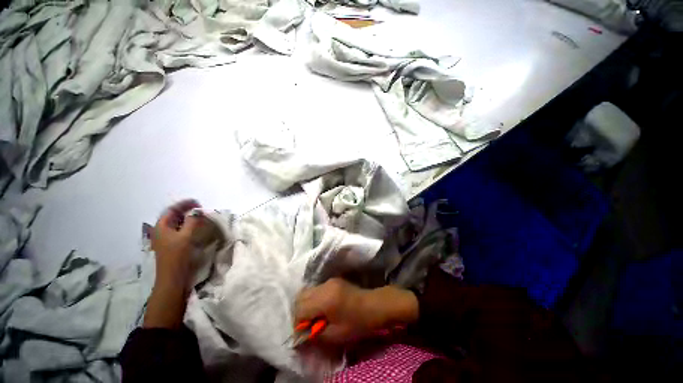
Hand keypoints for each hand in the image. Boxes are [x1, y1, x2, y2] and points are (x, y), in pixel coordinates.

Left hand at [151, 199, 202, 286]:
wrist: (172, 277)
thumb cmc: (177, 255)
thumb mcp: (186, 236)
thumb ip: (192, 222)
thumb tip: (197, 211)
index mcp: (161, 227)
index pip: (171, 210)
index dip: (184, 204)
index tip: (198, 203)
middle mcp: (161, 230)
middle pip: (172, 216)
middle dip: (185, 210)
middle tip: (199, 209)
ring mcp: (164, 238)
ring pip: (175, 223)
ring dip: (186, 218)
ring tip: (199, 216)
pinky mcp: (170, 244)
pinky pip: (178, 230)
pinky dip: (186, 226)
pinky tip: (194, 227)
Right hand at [294, 278, 418, 344]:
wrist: (374, 305)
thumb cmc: (357, 322)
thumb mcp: (336, 335)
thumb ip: (315, 334)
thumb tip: (301, 334)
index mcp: (324, 299)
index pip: (300, 308)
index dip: (297, 322)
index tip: (303, 332)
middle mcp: (324, 286)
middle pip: (301, 296)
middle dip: (299, 312)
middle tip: (307, 325)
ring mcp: (329, 281)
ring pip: (308, 291)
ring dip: (306, 305)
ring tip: (314, 317)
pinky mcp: (333, 280)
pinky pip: (317, 289)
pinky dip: (314, 299)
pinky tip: (322, 309)